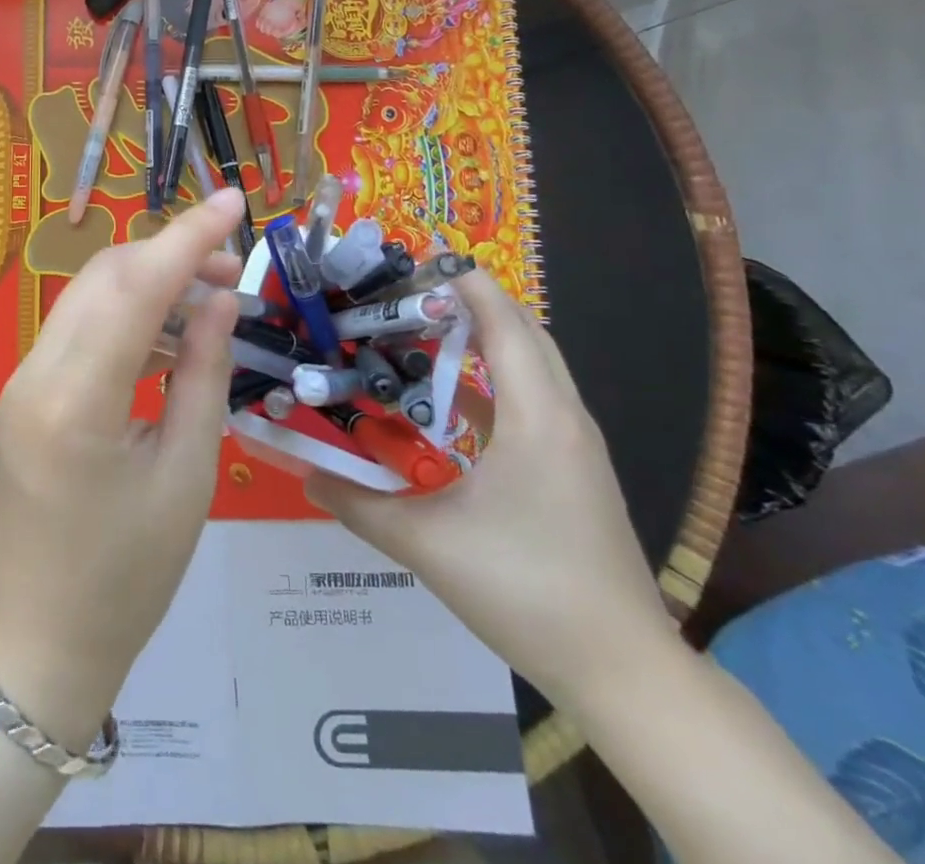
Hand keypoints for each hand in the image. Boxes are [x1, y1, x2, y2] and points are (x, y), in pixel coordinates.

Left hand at [0, 186, 247, 747]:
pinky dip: (124, 318)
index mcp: (77, 399)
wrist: (37, 645)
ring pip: (89, 297)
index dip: (188, 235)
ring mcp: (22, 380)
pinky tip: (166, 342)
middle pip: (105, 276)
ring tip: (209, 305)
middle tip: (233, 273)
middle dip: (170, 256)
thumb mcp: (187, 476)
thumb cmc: (126, 578)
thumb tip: (219, 300)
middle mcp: (36, 372)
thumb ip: (202, 374)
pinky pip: (78, 331)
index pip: (135, 286)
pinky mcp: (25, 393)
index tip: (235, 198)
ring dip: (148, 285)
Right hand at [306, 268, 673, 707]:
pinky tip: (444, 397)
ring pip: (530, 365)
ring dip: (482, 337)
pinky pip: (530, 399)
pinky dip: (490, 380)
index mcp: (535, 417)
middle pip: (523, 332)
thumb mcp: (426, 544)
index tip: (417, 253)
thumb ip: (357, 503)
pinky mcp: (572, 468)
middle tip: (407, 287)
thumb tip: (302, 472)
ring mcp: (574, 444)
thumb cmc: (525, 590)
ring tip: (419, 327)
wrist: (622, 670)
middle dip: (471, 300)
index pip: (503, 322)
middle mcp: (562, 417)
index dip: (464, 281)